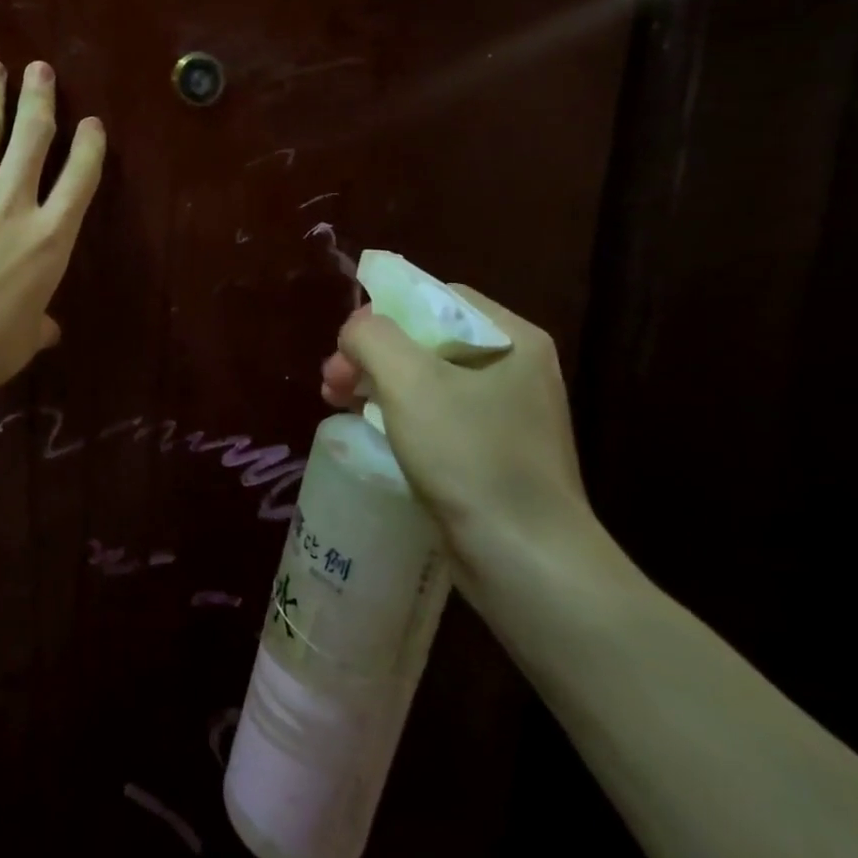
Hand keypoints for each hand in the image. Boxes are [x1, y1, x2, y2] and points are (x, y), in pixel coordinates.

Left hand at [0, 60, 105, 398]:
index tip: (91, 122)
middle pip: (33, 137)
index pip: (80, 178)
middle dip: (39, 99)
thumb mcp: (23, 340)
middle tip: (39, 69)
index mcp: (49, 236)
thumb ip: (38, 326)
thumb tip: (49, 333)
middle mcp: (13, 202)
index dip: (89, 145)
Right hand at [321, 283, 602, 589]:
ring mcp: (508, 414)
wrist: (525, 559)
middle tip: (331, 380)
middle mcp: (517, 369)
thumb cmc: (470, 457)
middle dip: (372, 354)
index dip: (385, 312)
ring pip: (428, 380)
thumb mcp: (410, 382)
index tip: (347, 344)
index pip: (438, 298)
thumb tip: (356, 330)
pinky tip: (370, 431)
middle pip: (428, 339)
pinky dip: (400, 415)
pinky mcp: (494, 454)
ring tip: (337, 403)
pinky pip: (438, 417)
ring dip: (378, 384)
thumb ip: (372, 336)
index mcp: (512, 338)